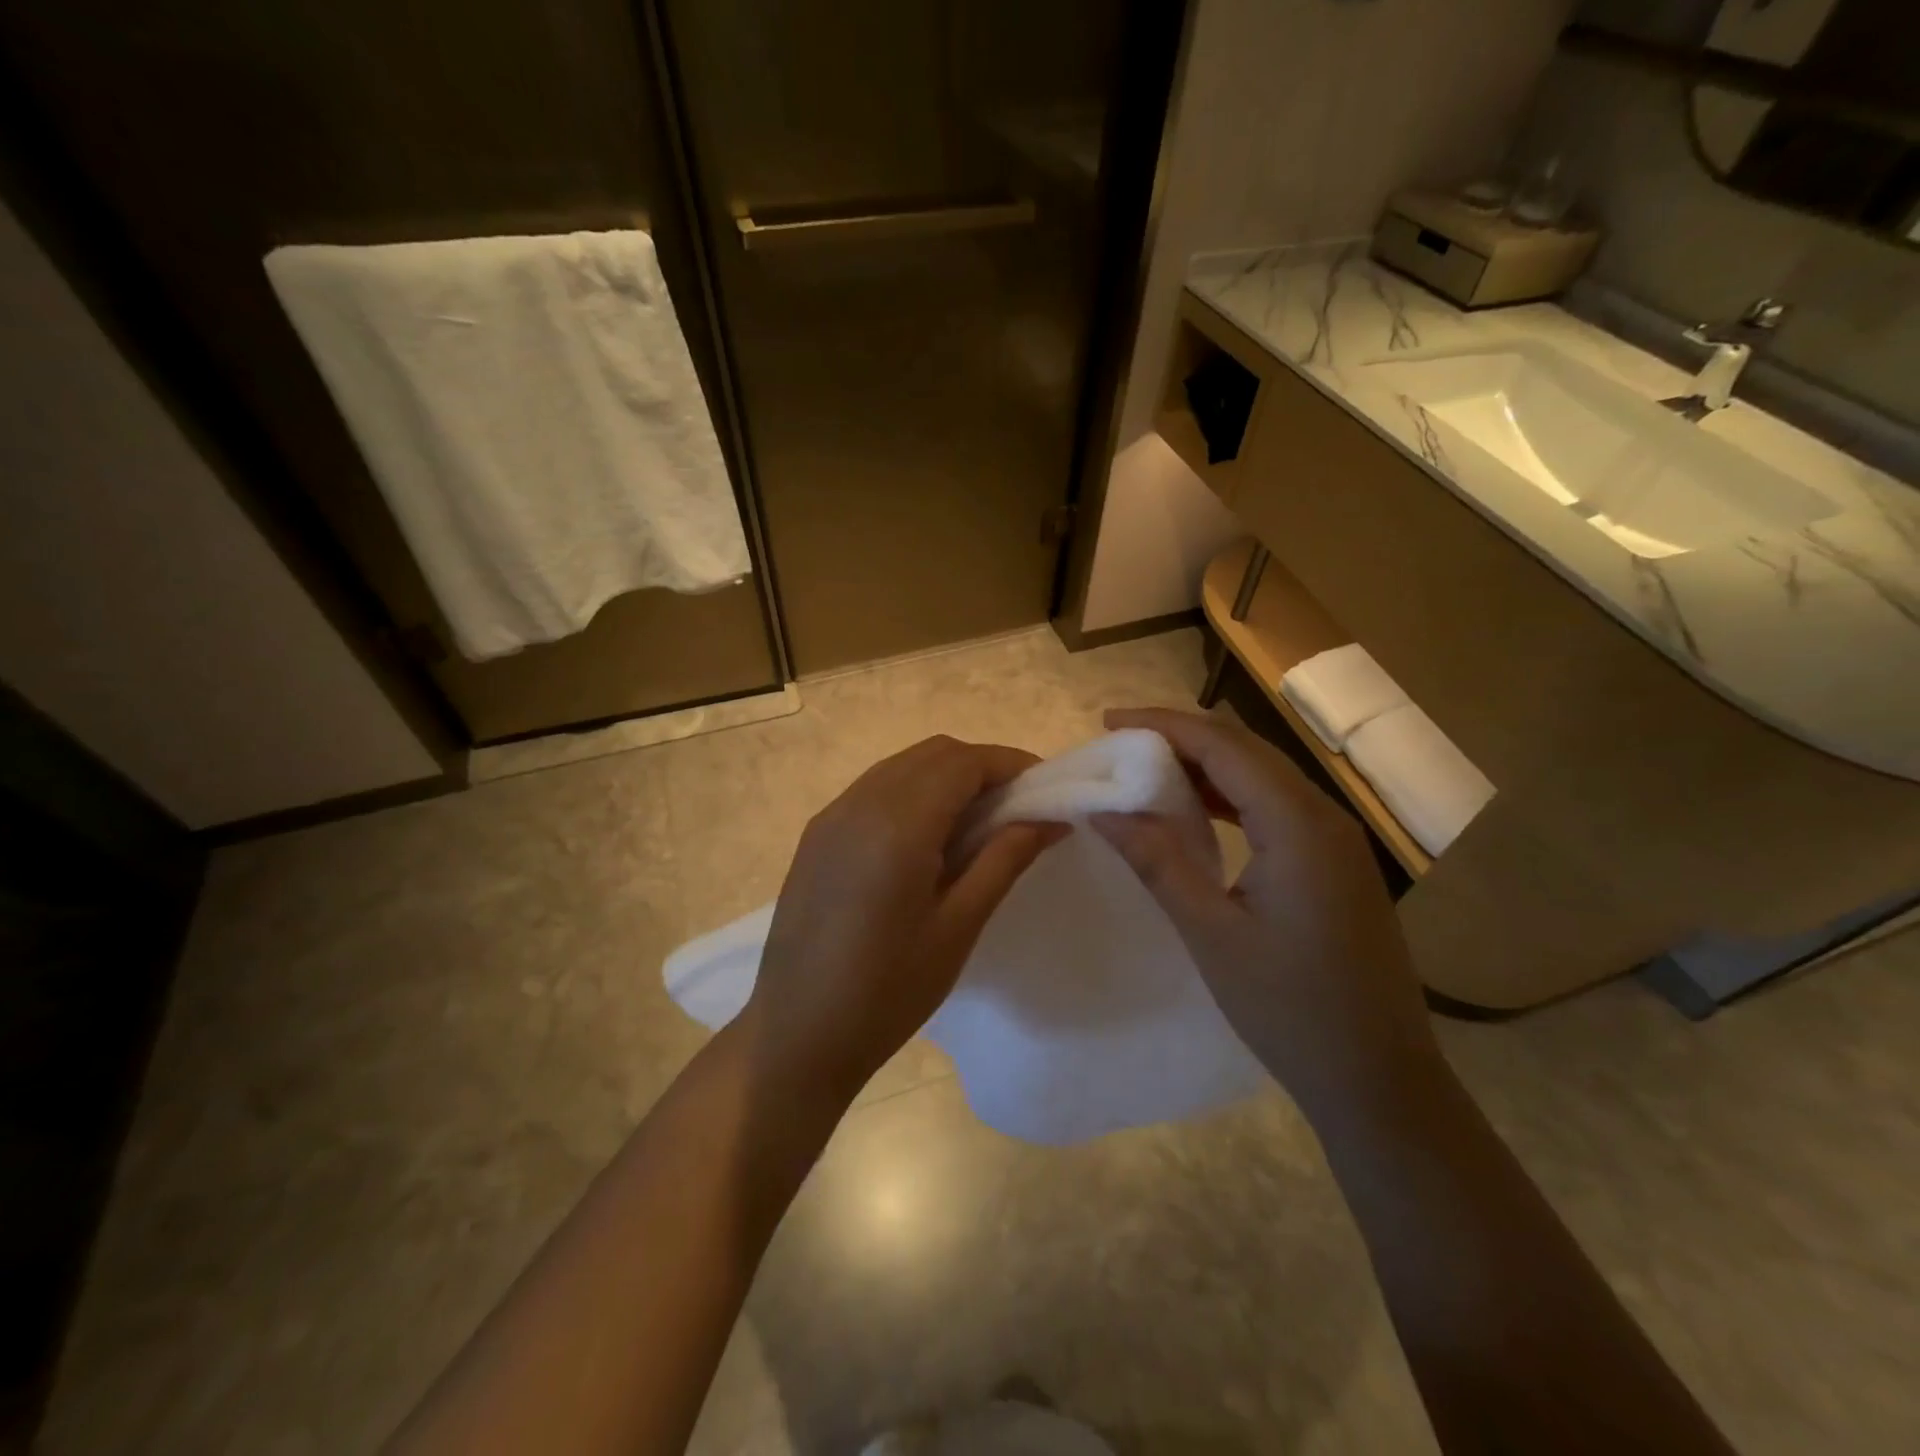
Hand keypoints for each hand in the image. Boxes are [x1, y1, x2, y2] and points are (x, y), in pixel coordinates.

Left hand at [741, 735, 1066, 1104]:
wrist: (797, 1035)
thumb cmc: (888, 992)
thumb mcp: (958, 926)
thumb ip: (1004, 859)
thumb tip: (1049, 819)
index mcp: (897, 826)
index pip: (963, 763)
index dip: (1010, 764)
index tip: (1045, 788)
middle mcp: (859, 803)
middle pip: (933, 754)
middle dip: (981, 767)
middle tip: (1018, 806)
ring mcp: (831, 816)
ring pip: (902, 767)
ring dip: (946, 777)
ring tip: (980, 821)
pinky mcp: (816, 834)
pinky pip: (874, 789)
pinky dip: (913, 792)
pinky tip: (929, 836)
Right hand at [1093, 708, 1439, 1118]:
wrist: (1379, 1079)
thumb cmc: (1290, 1008)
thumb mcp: (1211, 932)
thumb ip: (1157, 860)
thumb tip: (1103, 811)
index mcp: (1297, 825)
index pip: (1223, 747)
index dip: (1163, 726)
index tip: (1109, 721)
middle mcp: (1323, 816)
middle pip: (1245, 750)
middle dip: (1181, 737)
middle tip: (1120, 742)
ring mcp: (1335, 840)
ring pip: (1262, 776)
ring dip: (1205, 765)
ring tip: (1146, 769)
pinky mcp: (1334, 863)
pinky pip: (1275, 806)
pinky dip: (1230, 796)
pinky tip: (1195, 811)